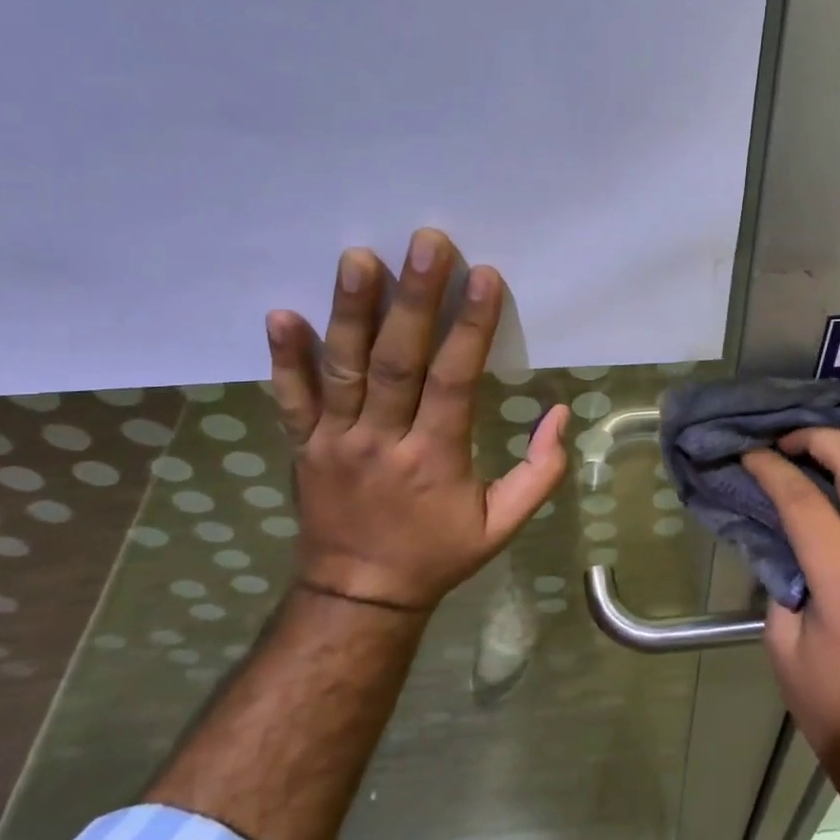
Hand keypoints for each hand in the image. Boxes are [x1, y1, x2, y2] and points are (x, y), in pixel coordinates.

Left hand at [263, 229, 568, 612]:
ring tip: (358, 257)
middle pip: (397, 361)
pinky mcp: (302, 446)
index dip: (470, 327)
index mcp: (434, 458)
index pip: (454, 381)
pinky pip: (291, 399)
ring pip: (343, 369)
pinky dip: (284, 358)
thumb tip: (560, 414)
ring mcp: (334, 441)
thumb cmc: (437, 555)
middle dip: (413, 299)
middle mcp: (381, 441)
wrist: (357, 596)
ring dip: (350, 311)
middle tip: (426, 243)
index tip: (483, 276)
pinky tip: (280, 314)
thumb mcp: (502, 526)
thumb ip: (540, 473)